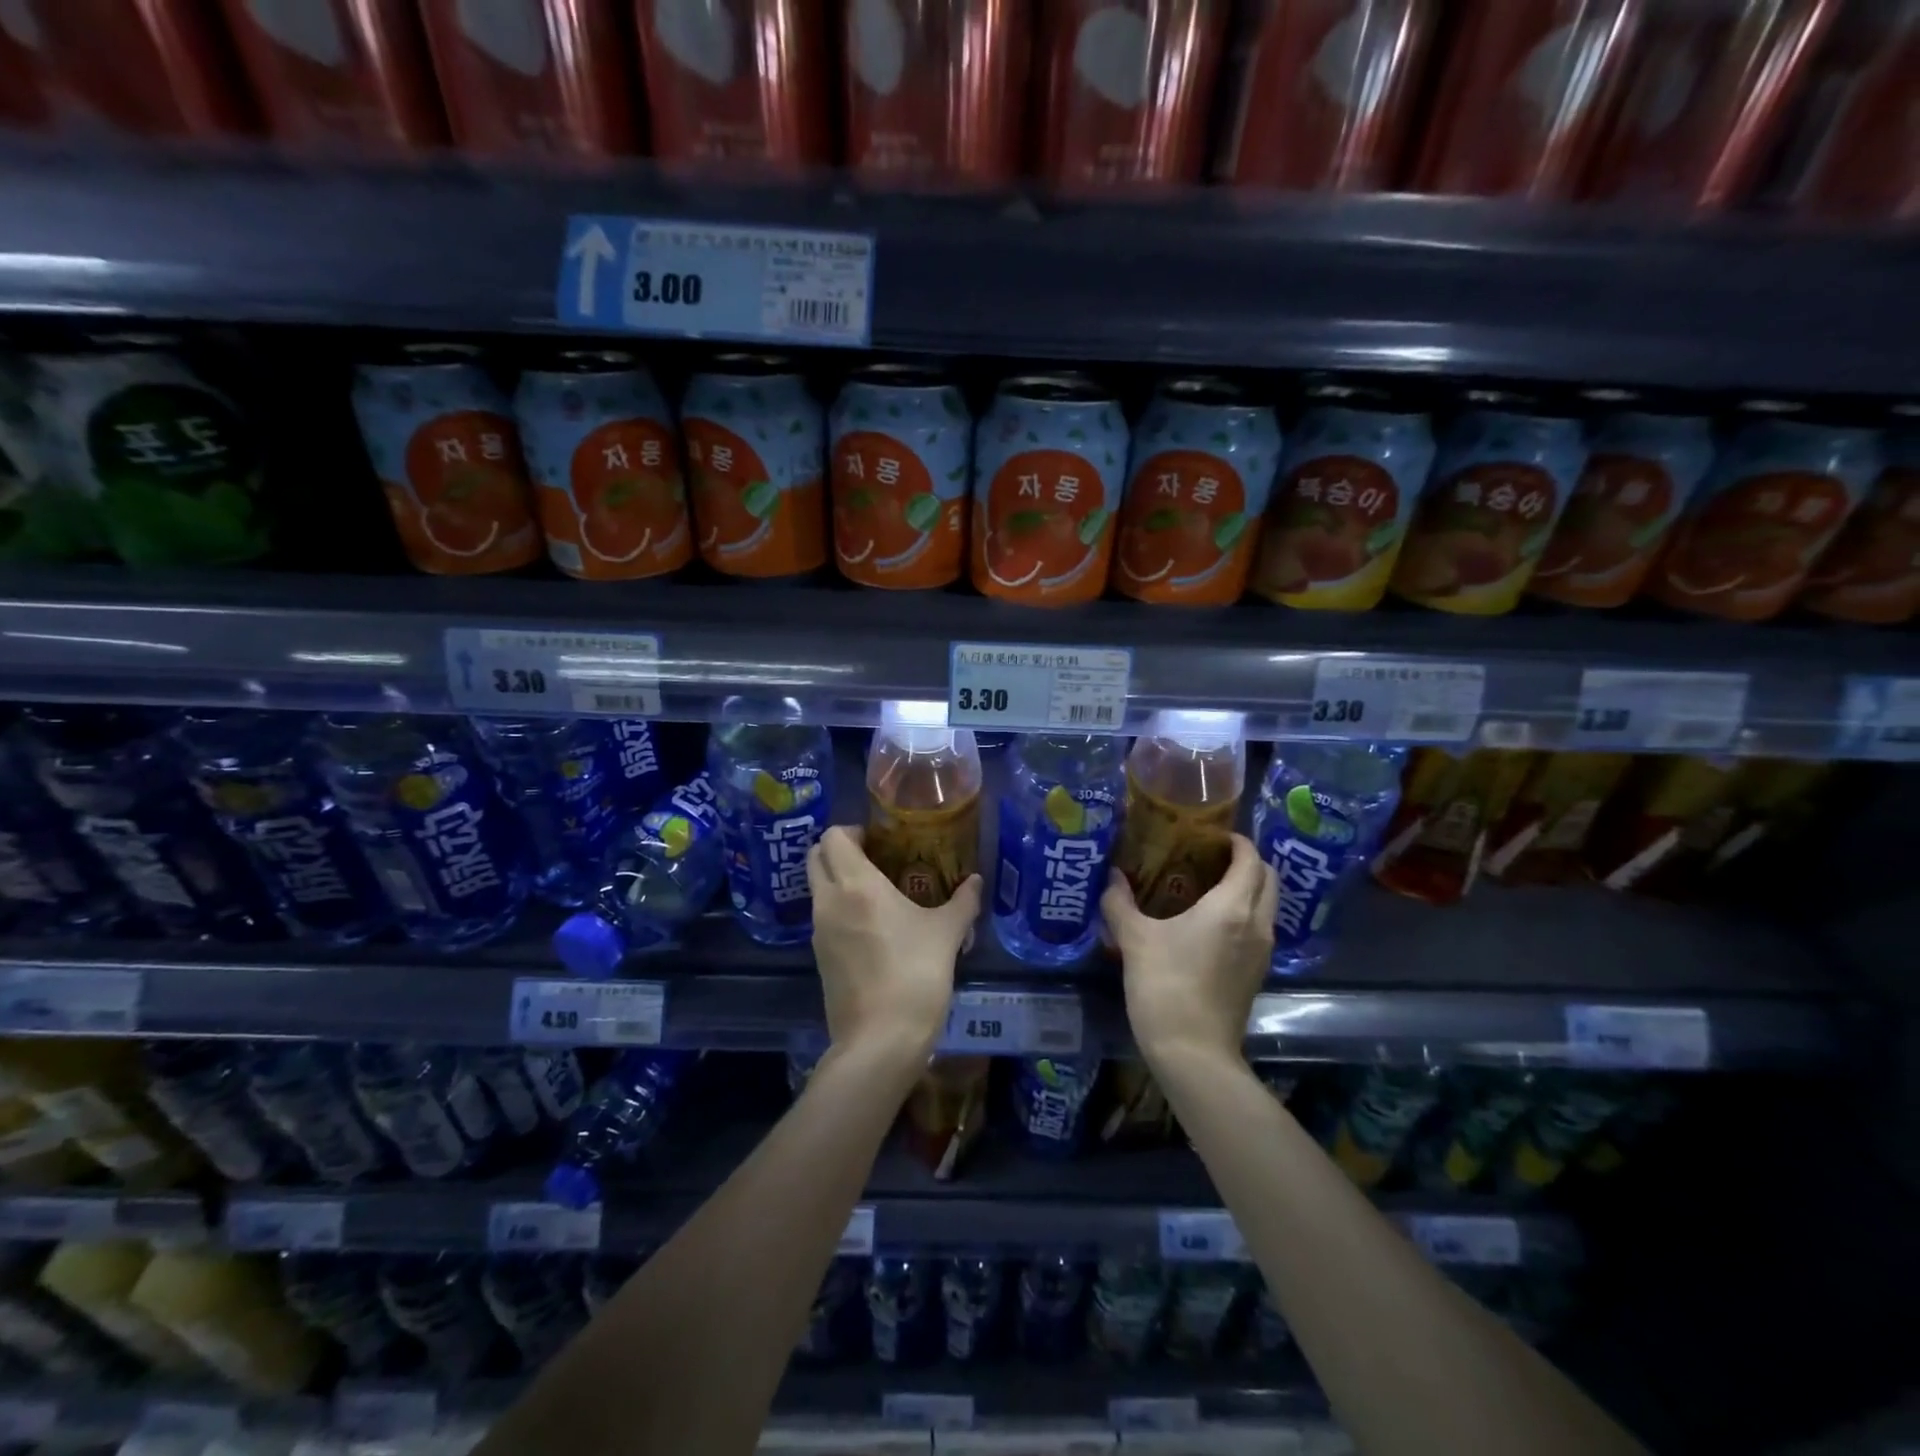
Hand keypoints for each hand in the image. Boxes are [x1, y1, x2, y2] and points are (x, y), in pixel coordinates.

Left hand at [808, 825, 981, 1064]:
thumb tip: (975, 881)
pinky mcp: (819, 958)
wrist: (880, 1039)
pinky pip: (823, 918)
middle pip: (815, 857)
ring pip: (817, 889)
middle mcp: (828, 901)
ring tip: (878, 894)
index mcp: (855, 884)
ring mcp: (818, 931)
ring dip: (838, 881)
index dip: (852, 831)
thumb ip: (963, 902)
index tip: (879, 841)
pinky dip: (839, 910)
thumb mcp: (947, 934)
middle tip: (875, 860)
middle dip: (839, 851)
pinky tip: (872, 928)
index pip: (832, 836)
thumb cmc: (915, 974)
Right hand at [1104, 833, 1276, 1070]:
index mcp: (1232, 906)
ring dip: (1248, 888)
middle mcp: (1257, 923)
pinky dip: (1244, 913)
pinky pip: (1259, 928)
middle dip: (1247, 861)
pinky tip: (1210, 922)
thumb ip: (1119, 901)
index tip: (1211, 835)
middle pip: (1268, 878)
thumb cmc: (1165, 985)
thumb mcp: (1134, 939)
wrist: (1193, 1052)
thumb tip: (1111, 876)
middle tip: (1211, 855)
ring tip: (1208, 885)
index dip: (1236, 841)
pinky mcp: (1257, 973)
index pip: (1250, 858)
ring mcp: (1262, 951)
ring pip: (1267, 904)